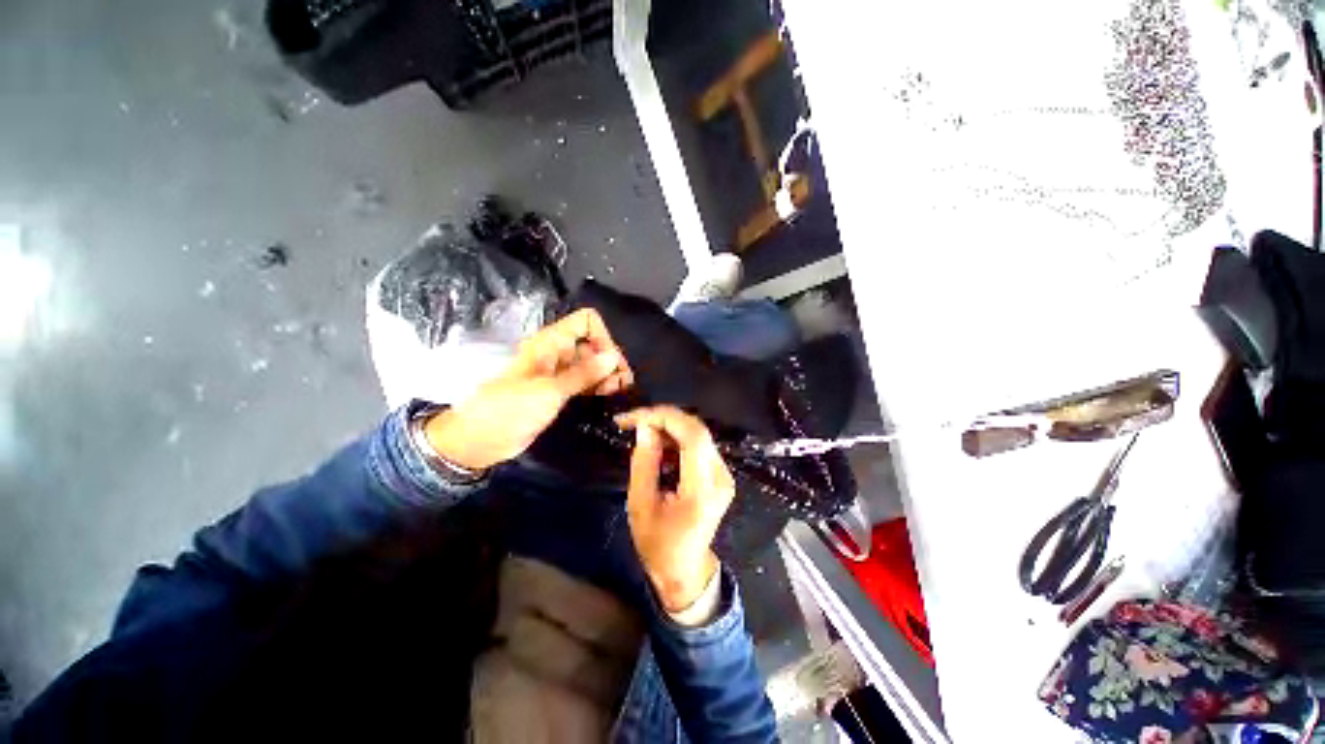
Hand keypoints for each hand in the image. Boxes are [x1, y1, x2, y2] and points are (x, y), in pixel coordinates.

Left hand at [424, 309, 632, 469]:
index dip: (602, 337)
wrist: (481, 439)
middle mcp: (557, 352)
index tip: (611, 363)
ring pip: (591, 364)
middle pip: (593, 344)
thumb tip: (614, 356)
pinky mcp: (559, 391)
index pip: (586, 322)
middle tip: (621, 384)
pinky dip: (598, 386)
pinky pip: (585, 382)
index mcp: (551, 342)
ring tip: (616, 391)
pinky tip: (608, 395)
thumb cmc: (511, 409)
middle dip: (609, 360)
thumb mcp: (550, 390)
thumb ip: (584, 373)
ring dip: (607, 374)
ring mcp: (559, 373)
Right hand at [617, 406, 736, 613]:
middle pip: (697, 430)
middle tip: (633, 421)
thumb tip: (645, 428)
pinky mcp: (720, 474)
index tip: (634, 418)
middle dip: (663, 418)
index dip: (664, 418)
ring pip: (698, 434)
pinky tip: (658, 445)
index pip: (693, 437)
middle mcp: (720, 477)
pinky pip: (699, 444)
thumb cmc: (658, 545)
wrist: (685, 570)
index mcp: (702, 490)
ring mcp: (724, 475)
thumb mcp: (640, 506)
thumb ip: (644, 464)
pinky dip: (676, 438)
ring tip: (642, 432)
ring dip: (669, 427)